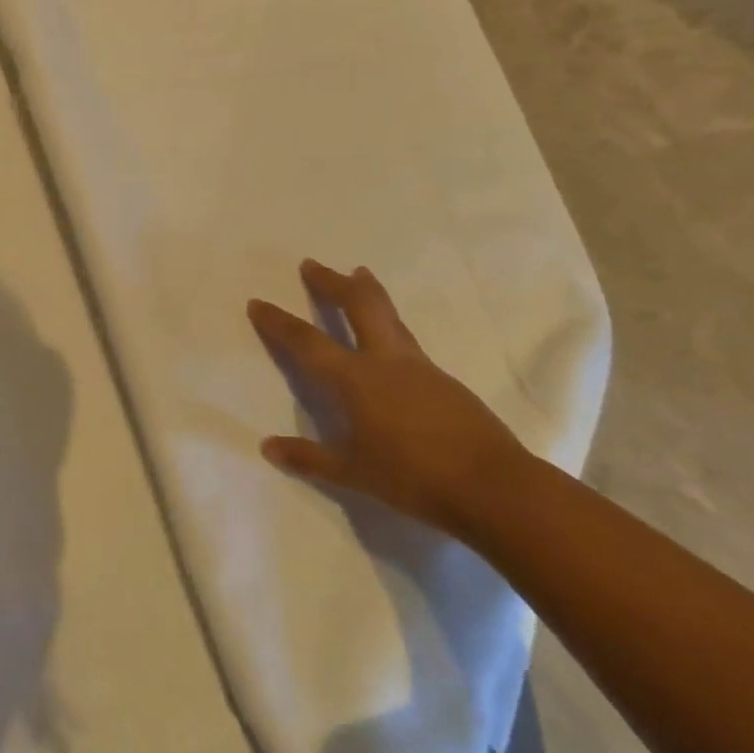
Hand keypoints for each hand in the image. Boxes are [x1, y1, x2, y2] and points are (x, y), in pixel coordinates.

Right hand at [247, 260, 527, 537]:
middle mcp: (384, 360)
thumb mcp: (353, 474)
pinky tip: (391, 338)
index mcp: (355, 379)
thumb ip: (309, 458)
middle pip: (357, 304)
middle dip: (331, 282)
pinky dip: (390, 323)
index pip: (306, 342)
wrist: (495, 487)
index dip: (279, 322)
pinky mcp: (444, 380)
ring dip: (368, 291)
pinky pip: (407, 339)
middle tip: (312, 265)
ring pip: (388, 315)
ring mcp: (419, 366)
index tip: (258, 303)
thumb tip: (268, 448)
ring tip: (360, 275)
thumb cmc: (414, 478)